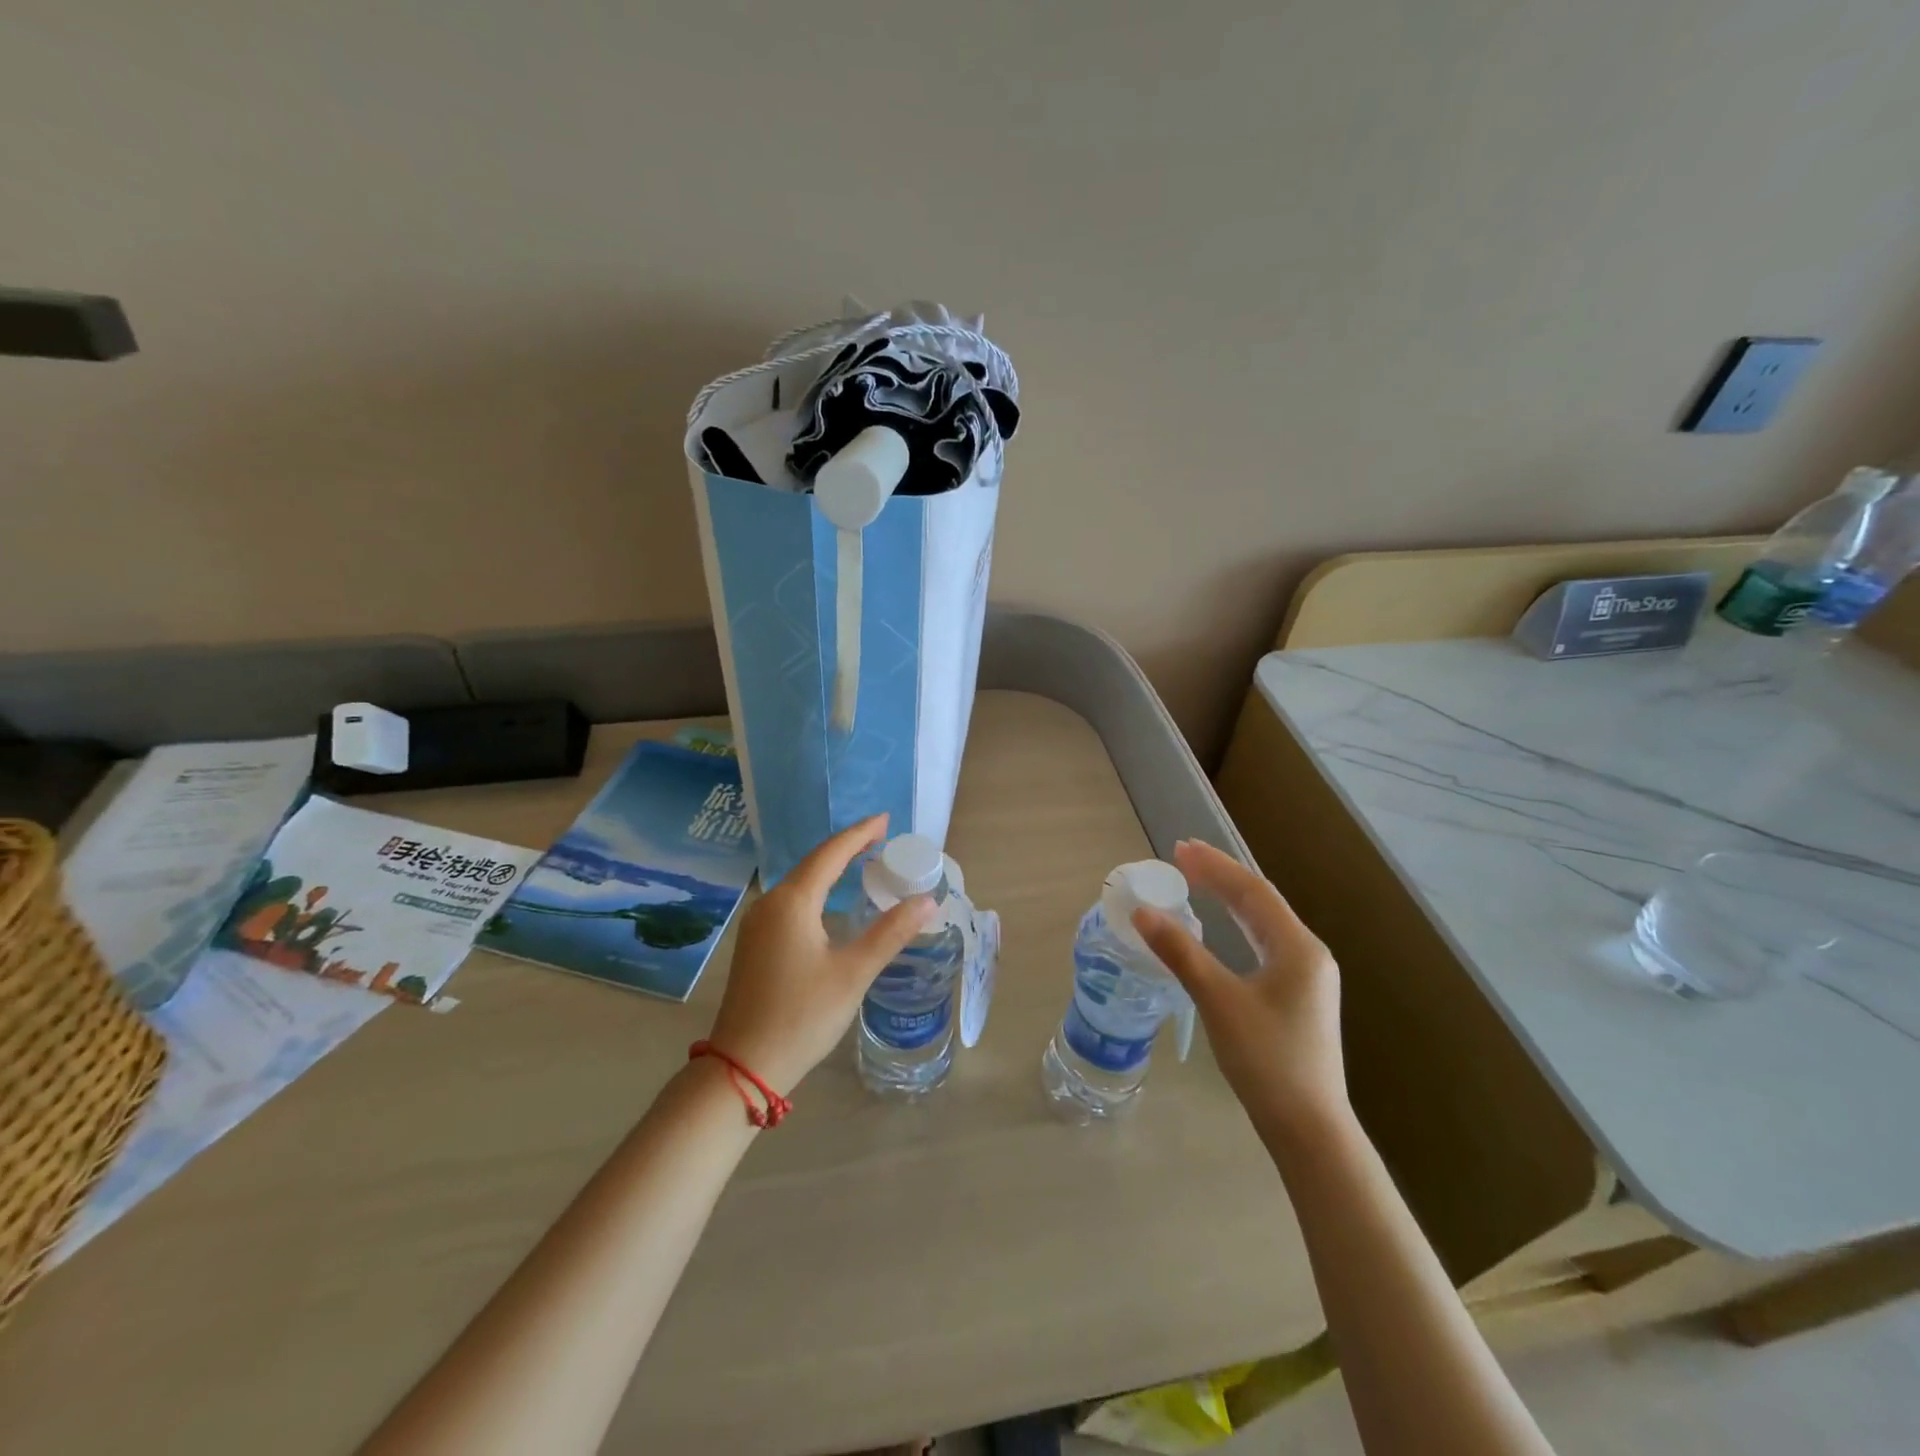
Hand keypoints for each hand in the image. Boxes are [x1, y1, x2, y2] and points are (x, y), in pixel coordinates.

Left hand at [705, 815, 934, 1096]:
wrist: (743, 1066)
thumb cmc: (802, 1015)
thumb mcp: (853, 973)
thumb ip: (890, 933)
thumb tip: (927, 901)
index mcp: (793, 902)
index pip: (831, 853)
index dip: (860, 834)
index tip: (886, 819)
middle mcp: (770, 903)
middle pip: (814, 863)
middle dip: (847, 847)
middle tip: (881, 837)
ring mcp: (757, 924)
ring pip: (800, 882)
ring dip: (831, 869)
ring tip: (862, 861)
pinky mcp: (754, 943)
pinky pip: (791, 901)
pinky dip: (817, 889)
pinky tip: (830, 899)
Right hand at [1133, 839, 1346, 1142]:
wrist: (1308, 1127)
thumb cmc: (1265, 1059)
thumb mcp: (1217, 1000)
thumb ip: (1180, 951)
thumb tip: (1142, 912)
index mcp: (1297, 947)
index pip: (1251, 891)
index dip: (1214, 866)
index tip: (1180, 848)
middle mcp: (1308, 953)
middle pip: (1259, 902)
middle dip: (1221, 876)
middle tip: (1182, 858)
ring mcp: (1306, 976)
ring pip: (1263, 922)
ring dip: (1229, 899)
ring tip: (1196, 880)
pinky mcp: (1298, 995)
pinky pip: (1264, 943)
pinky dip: (1238, 925)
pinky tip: (1222, 925)